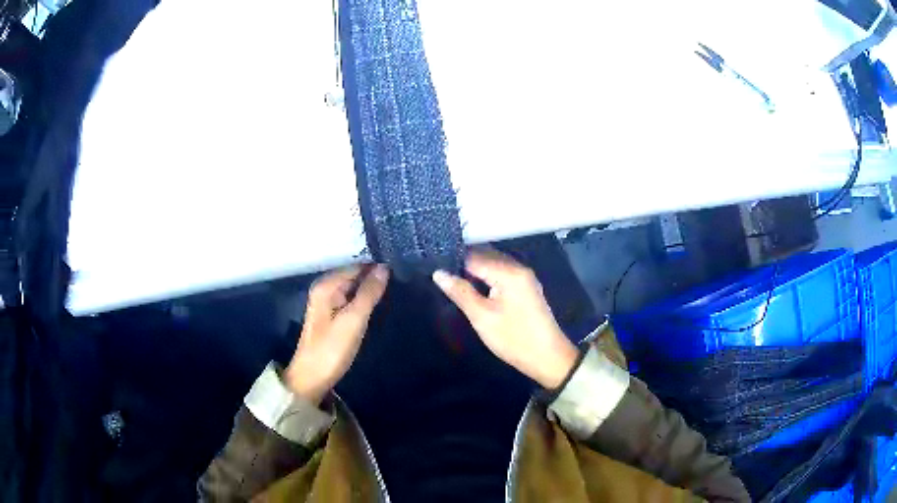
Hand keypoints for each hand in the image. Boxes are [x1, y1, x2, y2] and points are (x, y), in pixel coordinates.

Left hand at [284, 264, 388, 404]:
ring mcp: (328, 303)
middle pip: (354, 275)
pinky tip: (380, 302)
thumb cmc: (332, 349)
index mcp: (326, 286)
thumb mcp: (353, 320)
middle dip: (374, 275)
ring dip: (371, 288)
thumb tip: (384, 267)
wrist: (312, 378)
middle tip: (403, 275)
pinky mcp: (332, 317)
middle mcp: (325, 289)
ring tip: (397, 285)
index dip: (376, 265)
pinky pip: (351, 300)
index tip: (401, 264)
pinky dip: (364, 299)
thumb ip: (369, 293)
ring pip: (354, 288)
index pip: (356, 265)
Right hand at [432, 250, 578, 389]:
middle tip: (440, 276)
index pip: (474, 256)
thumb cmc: (514, 338)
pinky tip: (473, 287)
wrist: (548, 357)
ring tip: (452, 281)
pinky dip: (486, 277)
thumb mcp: (482, 317)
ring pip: (493, 264)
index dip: (453, 262)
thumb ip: (460, 292)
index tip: (433, 268)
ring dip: (474, 270)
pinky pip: (501, 273)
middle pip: (485, 256)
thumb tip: (439, 273)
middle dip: (463, 264)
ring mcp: (524, 277)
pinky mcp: (525, 288)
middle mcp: (518, 268)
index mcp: (509, 272)